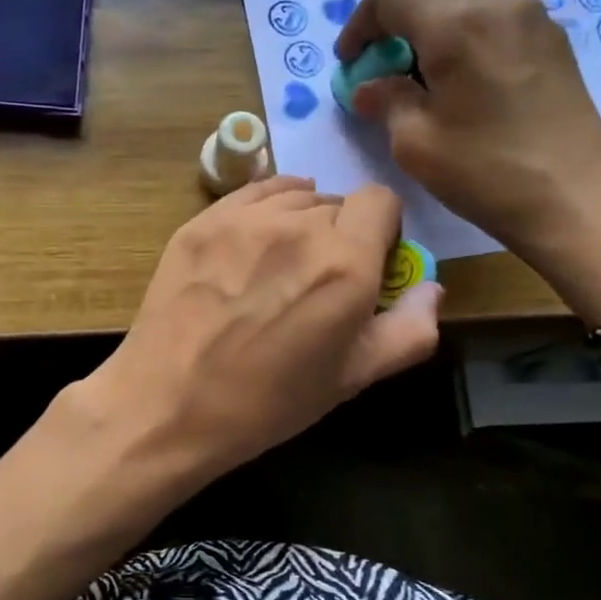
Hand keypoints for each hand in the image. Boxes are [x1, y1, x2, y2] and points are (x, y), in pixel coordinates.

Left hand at [81, 176, 440, 483]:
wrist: (168, 404)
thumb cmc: (268, 402)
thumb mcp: (352, 378)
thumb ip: (410, 330)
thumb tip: (432, 288)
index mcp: (346, 262)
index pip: (381, 200)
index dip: (382, 230)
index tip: (369, 264)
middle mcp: (299, 225)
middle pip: (338, 202)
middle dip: (341, 234)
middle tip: (319, 280)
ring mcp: (244, 218)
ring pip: (295, 197)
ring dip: (302, 222)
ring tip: (281, 267)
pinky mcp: (203, 220)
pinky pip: (252, 194)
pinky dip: (266, 210)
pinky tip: (255, 244)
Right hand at [337, 0, 600, 319]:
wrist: (575, 200)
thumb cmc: (486, 173)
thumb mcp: (416, 144)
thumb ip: (387, 101)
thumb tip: (369, 87)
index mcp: (455, 25)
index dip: (360, 24)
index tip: (352, 62)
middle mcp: (497, 3)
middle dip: (401, 7)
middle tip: (389, 56)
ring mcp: (533, 17)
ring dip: (438, 13)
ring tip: (428, 67)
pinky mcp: (554, 39)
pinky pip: (500, 10)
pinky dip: (471, 25)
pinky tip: (467, 75)